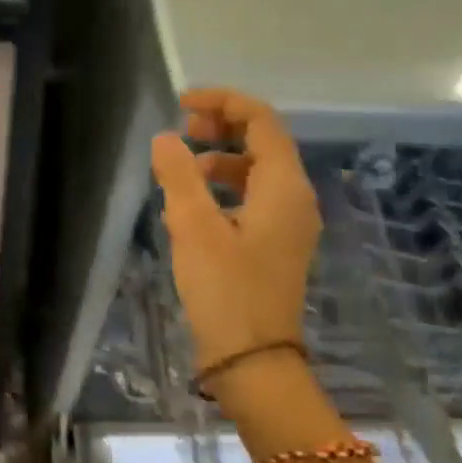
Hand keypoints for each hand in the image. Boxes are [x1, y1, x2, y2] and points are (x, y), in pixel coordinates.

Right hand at [150, 89, 320, 376]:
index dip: (223, 102)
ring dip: (220, 159)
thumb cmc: (226, 289)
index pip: (261, 120)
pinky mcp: (276, 245)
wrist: (253, 361)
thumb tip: (166, 138)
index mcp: (284, 186)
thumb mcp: (194, 228)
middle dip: (222, 127)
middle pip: (263, 141)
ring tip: (180, 170)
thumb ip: (179, 176)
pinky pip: (253, 199)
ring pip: (257, 172)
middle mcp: (295, 198)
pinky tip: (191, 208)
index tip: (182, 104)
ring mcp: (289, 224)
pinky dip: (224, 190)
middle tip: (181, 129)